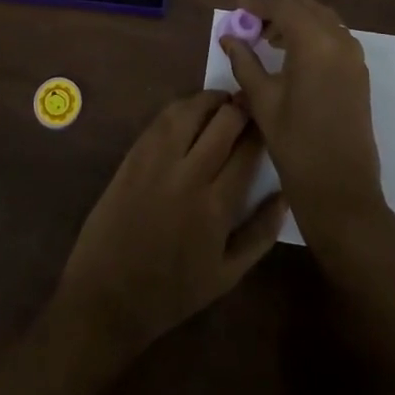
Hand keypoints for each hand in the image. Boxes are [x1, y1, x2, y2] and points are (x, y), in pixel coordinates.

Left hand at [54, 91, 286, 356]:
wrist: (108, 295)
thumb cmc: (173, 291)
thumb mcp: (227, 275)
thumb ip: (261, 233)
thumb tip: (285, 195)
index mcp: (217, 206)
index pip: (248, 150)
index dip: (261, 129)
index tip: (268, 123)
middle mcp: (189, 175)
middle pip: (223, 122)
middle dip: (241, 108)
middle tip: (249, 106)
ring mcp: (157, 161)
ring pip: (191, 110)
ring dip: (211, 100)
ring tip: (223, 102)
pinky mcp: (134, 155)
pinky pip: (162, 119)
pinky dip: (182, 107)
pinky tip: (191, 112)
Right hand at [219, 0, 387, 248]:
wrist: (340, 188)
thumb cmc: (296, 144)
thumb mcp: (262, 100)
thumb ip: (245, 62)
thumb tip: (229, 37)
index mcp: (315, 43)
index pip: (284, 6)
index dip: (259, 3)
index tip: (238, 7)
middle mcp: (339, 40)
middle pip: (305, 7)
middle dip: (277, 8)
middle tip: (251, 23)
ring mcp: (354, 56)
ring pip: (322, 19)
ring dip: (296, 20)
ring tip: (269, 40)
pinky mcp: (359, 72)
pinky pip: (334, 36)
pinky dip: (313, 34)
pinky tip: (292, 55)